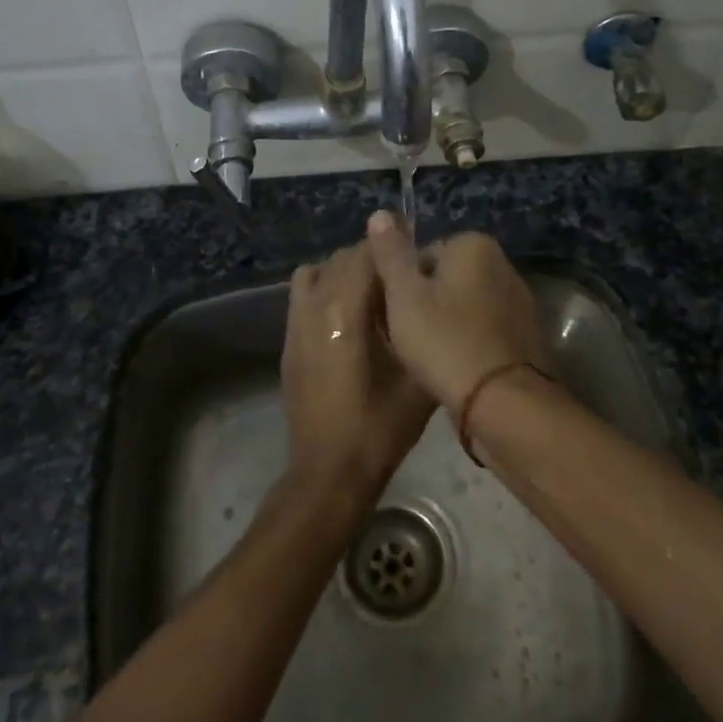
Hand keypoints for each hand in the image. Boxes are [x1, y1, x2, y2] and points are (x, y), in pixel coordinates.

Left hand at [279, 242, 434, 505]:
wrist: (329, 470)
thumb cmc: (379, 427)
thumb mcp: (417, 379)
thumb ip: (424, 330)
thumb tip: (434, 298)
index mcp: (346, 311)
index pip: (366, 254)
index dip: (392, 250)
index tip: (416, 262)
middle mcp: (315, 306)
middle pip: (342, 258)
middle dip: (373, 260)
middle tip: (402, 283)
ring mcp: (295, 322)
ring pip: (319, 270)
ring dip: (346, 271)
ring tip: (372, 295)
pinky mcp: (288, 340)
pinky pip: (302, 292)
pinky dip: (323, 287)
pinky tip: (346, 315)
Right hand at [365, 211, 548, 414]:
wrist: (501, 401)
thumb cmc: (444, 340)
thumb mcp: (404, 294)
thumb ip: (391, 253)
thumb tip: (380, 212)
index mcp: (475, 245)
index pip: (423, 254)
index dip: (403, 284)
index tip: (393, 313)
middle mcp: (504, 265)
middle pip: (447, 279)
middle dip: (427, 303)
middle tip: (407, 336)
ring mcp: (521, 302)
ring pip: (467, 306)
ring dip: (449, 324)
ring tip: (429, 356)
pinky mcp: (528, 336)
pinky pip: (486, 331)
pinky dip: (471, 343)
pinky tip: (456, 367)